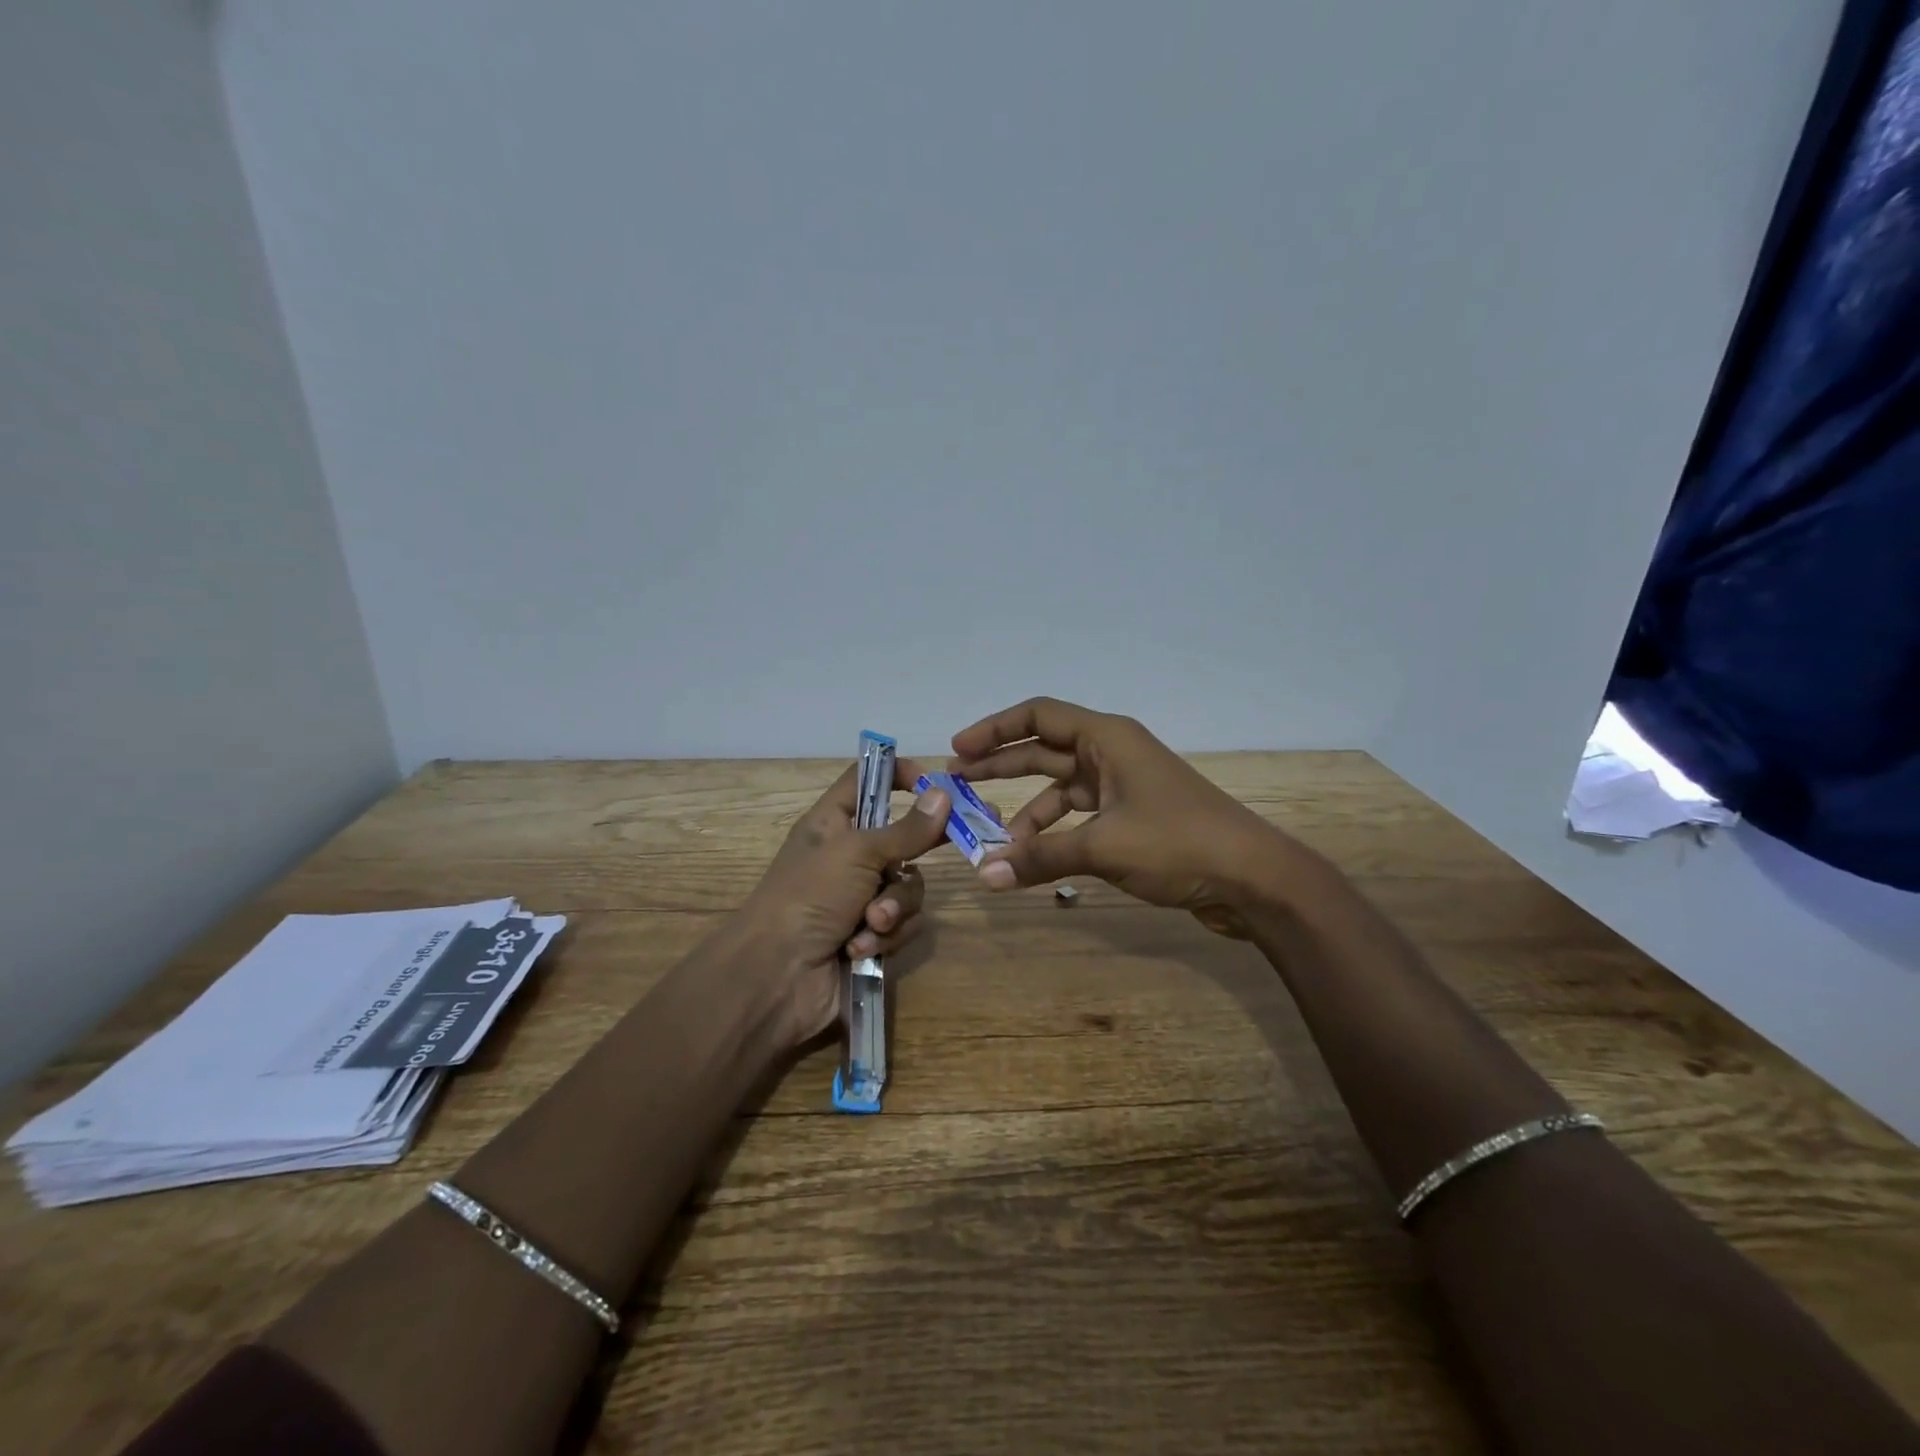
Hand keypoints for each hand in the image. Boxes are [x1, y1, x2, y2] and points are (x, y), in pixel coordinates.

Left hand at [733, 759, 951, 1043]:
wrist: (777, 977)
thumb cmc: (809, 896)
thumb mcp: (857, 853)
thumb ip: (906, 829)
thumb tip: (942, 794)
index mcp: (833, 823)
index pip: (866, 780)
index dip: (897, 774)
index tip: (932, 784)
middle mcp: (849, 856)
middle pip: (902, 838)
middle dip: (915, 854)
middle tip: (952, 843)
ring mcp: (861, 897)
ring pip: (908, 886)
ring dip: (894, 906)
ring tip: (872, 922)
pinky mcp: (872, 935)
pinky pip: (903, 924)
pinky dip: (886, 936)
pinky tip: (860, 948)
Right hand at [949, 697, 1297, 937]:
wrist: (1253, 878)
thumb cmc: (1178, 844)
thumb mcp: (1103, 847)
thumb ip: (1040, 859)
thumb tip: (985, 877)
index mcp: (1107, 737)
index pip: (1038, 715)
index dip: (994, 729)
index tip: (957, 749)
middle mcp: (1111, 752)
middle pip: (1043, 748)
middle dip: (999, 765)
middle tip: (955, 783)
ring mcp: (1123, 784)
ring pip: (1059, 786)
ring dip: (1026, 809)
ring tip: (991, 837)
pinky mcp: (1131, 815)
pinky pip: (1079, 815)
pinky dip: (1054, 832)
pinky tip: (1033, 857)